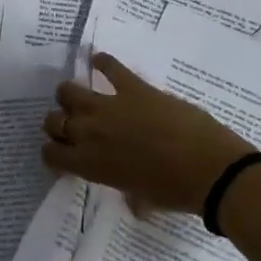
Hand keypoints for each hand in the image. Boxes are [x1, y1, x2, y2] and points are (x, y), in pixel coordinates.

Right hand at [42, 53, 256, 213]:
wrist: (210, 170)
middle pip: (53, 120)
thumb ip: (126, 191)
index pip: (50, 154)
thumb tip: (131, 196)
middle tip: (74, 128)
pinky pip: (111, 67)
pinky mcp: (134, 88)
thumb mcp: (141, 198)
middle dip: (59, 123)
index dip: (54, 153)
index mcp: (90, 164)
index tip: (65, 154)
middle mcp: (90, 133)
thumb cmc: (175, 192)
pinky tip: (99, 61)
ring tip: (82, 98)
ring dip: (71, 95)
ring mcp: (110, 106)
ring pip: (69, 90)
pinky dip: (103, 62)